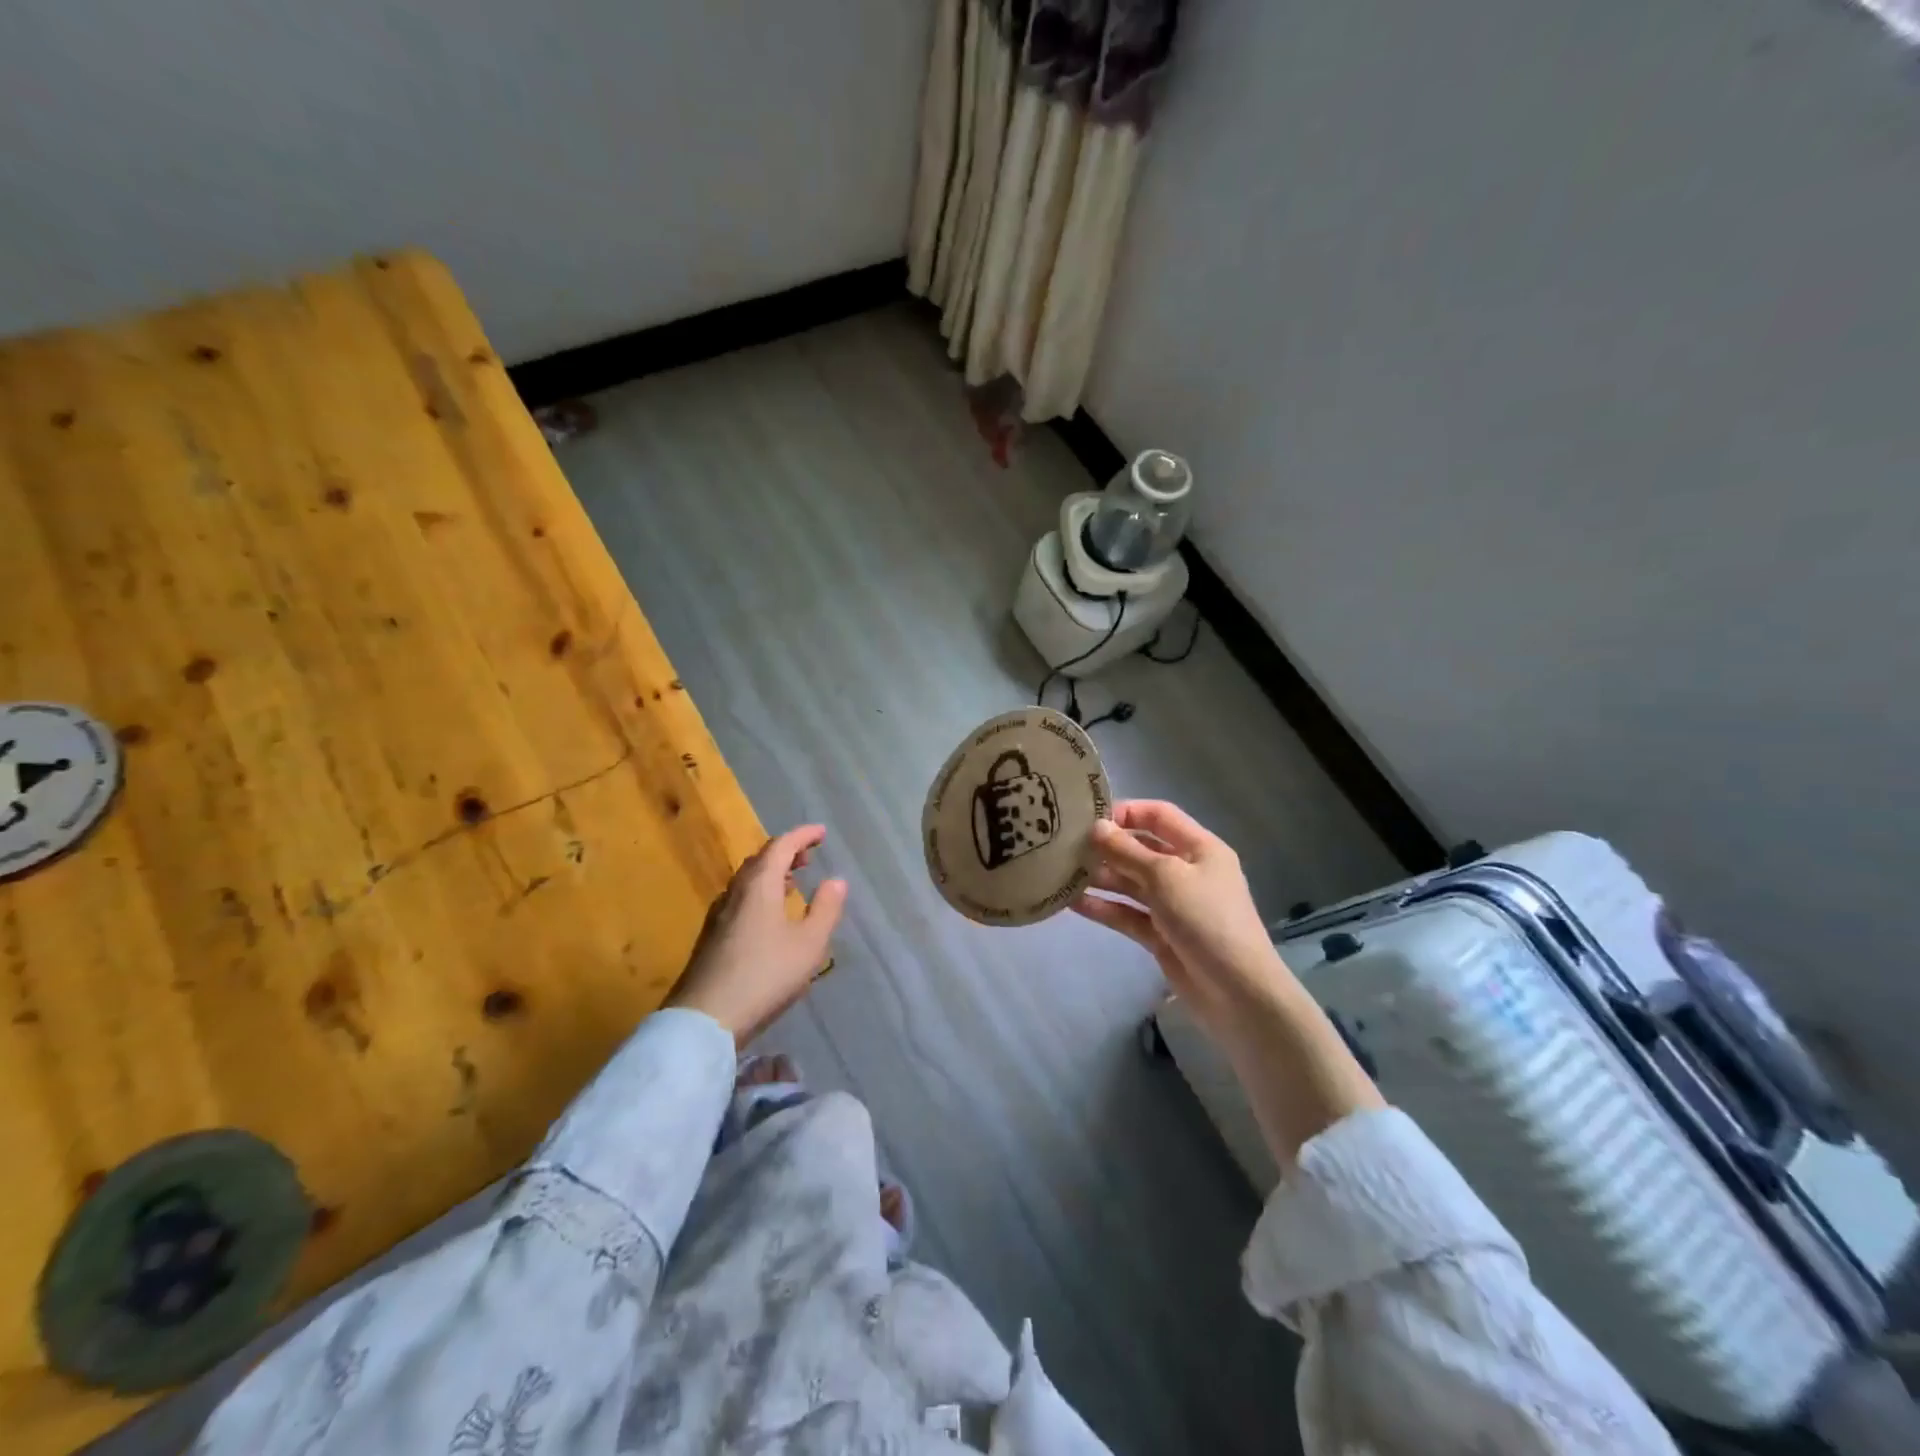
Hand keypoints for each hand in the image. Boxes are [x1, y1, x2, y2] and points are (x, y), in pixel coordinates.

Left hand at [666, 825, 847, 1046]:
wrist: (705, 1019)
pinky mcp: (711, 938)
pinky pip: (740, 900)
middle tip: (809, 856)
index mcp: (759, 885)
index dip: (803, 836)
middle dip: (785, 852)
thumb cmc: (765, 975)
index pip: (781, 846)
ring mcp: (718, 915)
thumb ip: (826, 909)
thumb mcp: (809, 944)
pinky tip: (769, 916)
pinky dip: (760, 893)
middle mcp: (735, 892)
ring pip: (747, 881)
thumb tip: (836, 880)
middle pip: (760, 860)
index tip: (822, 832)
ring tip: (793, 882)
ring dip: (771, 874)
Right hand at [1072, 801, 1288, 1042]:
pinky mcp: (1160, 934)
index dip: (1126, 812)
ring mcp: (1173, 904)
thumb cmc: (1206, 919)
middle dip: (1107, 847)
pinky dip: (1104, 907)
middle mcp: (1186, 871)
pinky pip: (1128, 914)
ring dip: (1101, 878)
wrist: (1237, 992)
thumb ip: (1128, 852)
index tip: (1089, 818)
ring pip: (1131, 883)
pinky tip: (1073, 903)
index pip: (1159, 816)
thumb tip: (1096, 827)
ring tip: (1063, 873)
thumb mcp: (1166, 877)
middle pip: (1141, 849)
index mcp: (1199, 848)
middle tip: (1067, 847)